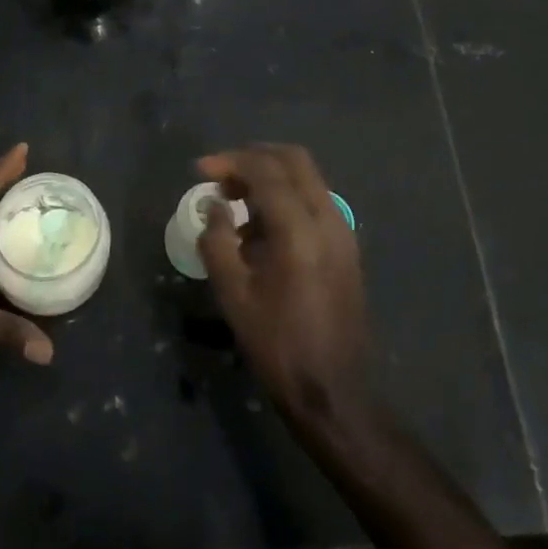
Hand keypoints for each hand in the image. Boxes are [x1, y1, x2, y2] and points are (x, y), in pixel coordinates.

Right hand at [196, 144, 369, 425]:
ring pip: (307, 177)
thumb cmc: (278, 345)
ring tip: (235, 199)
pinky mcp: (346, 245)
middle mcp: (328, 218)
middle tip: (221, 176)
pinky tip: (261, 223)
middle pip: (293, 159)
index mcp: (299, 229)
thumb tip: (214, 206)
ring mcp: (343, 230)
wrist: (335, 390)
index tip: (200, 170)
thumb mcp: (234, 295)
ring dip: (271, 175)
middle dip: (253, 158)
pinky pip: (315, 199)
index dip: (230, 162)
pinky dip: (287, 194)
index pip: (265, 170)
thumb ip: (217, 241)